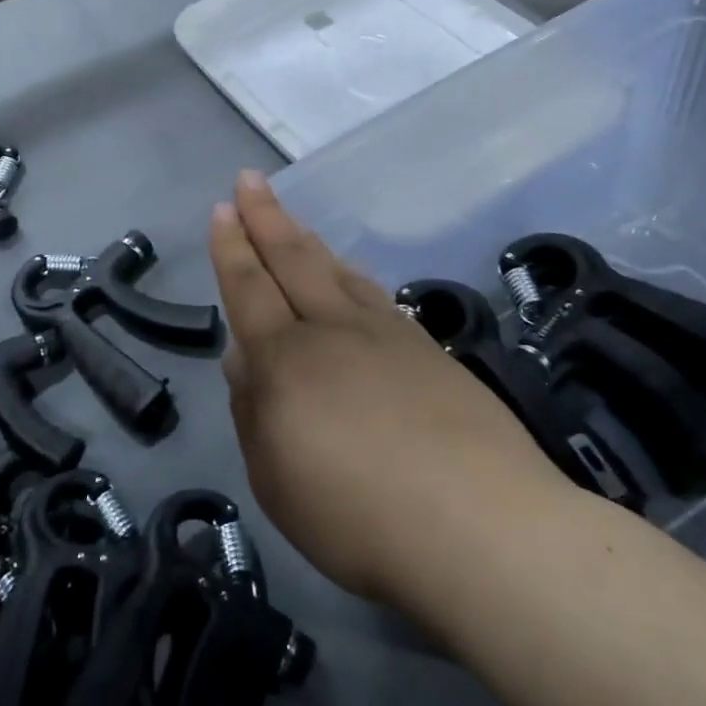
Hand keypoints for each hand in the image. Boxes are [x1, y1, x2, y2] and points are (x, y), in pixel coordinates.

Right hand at [210, 171, 563, 606]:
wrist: (481, 525)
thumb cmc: (359, 517)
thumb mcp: (276, 480)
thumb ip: (253, 413)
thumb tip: (242, 357)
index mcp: (287, 360)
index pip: (250, 288)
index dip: (232, 247)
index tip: (224, 209)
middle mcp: (334, 331)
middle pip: (293, 260)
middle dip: (266, 217)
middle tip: (249, 181)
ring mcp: (387, 335)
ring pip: (337, 270)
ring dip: (308, 240)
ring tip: (291, 220)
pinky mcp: (429, 349)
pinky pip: (376, 294)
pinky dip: (353, 274)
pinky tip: (351, 274)